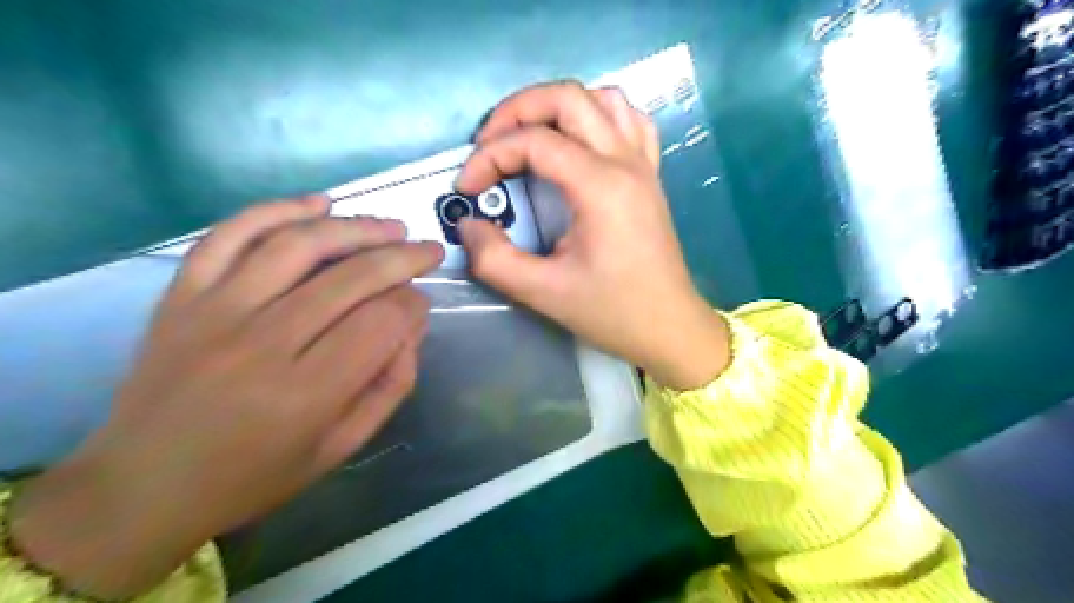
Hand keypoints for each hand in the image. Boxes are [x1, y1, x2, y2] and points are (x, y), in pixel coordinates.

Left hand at [10, 195, 441, 598]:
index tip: (422, 304)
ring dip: (355, 227)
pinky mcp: (181, 296)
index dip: (413, 305)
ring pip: (298, 245)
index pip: (382, 322)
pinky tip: (318, 204)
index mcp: (305, 395)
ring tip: (390, 226)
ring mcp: (214, 313)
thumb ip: (390, 385)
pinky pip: (230, 235)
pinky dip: (277, 211)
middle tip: (428, 250)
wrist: (142, 487)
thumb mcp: (341, 447)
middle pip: (350, 278)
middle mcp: (261, 345)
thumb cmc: (254, 475)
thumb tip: (413, 323)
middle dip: (402, 257)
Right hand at [453, 79, 729, 389]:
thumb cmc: (613, 312)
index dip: (489, 157)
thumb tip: (469, 226)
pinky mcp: (651, 175)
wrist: (669, 327)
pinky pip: (630, 121)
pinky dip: (597, 117)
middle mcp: (626, 162)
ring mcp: (644, 164)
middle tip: (488, 145)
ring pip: (602, 99)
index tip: (467, 189)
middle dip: (516, 110)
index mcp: (601, 187)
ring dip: (557, 107)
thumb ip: (494, 259)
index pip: (534, 142)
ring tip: (529, 138)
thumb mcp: (543, 293)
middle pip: (567, 97)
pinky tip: (580, 141)